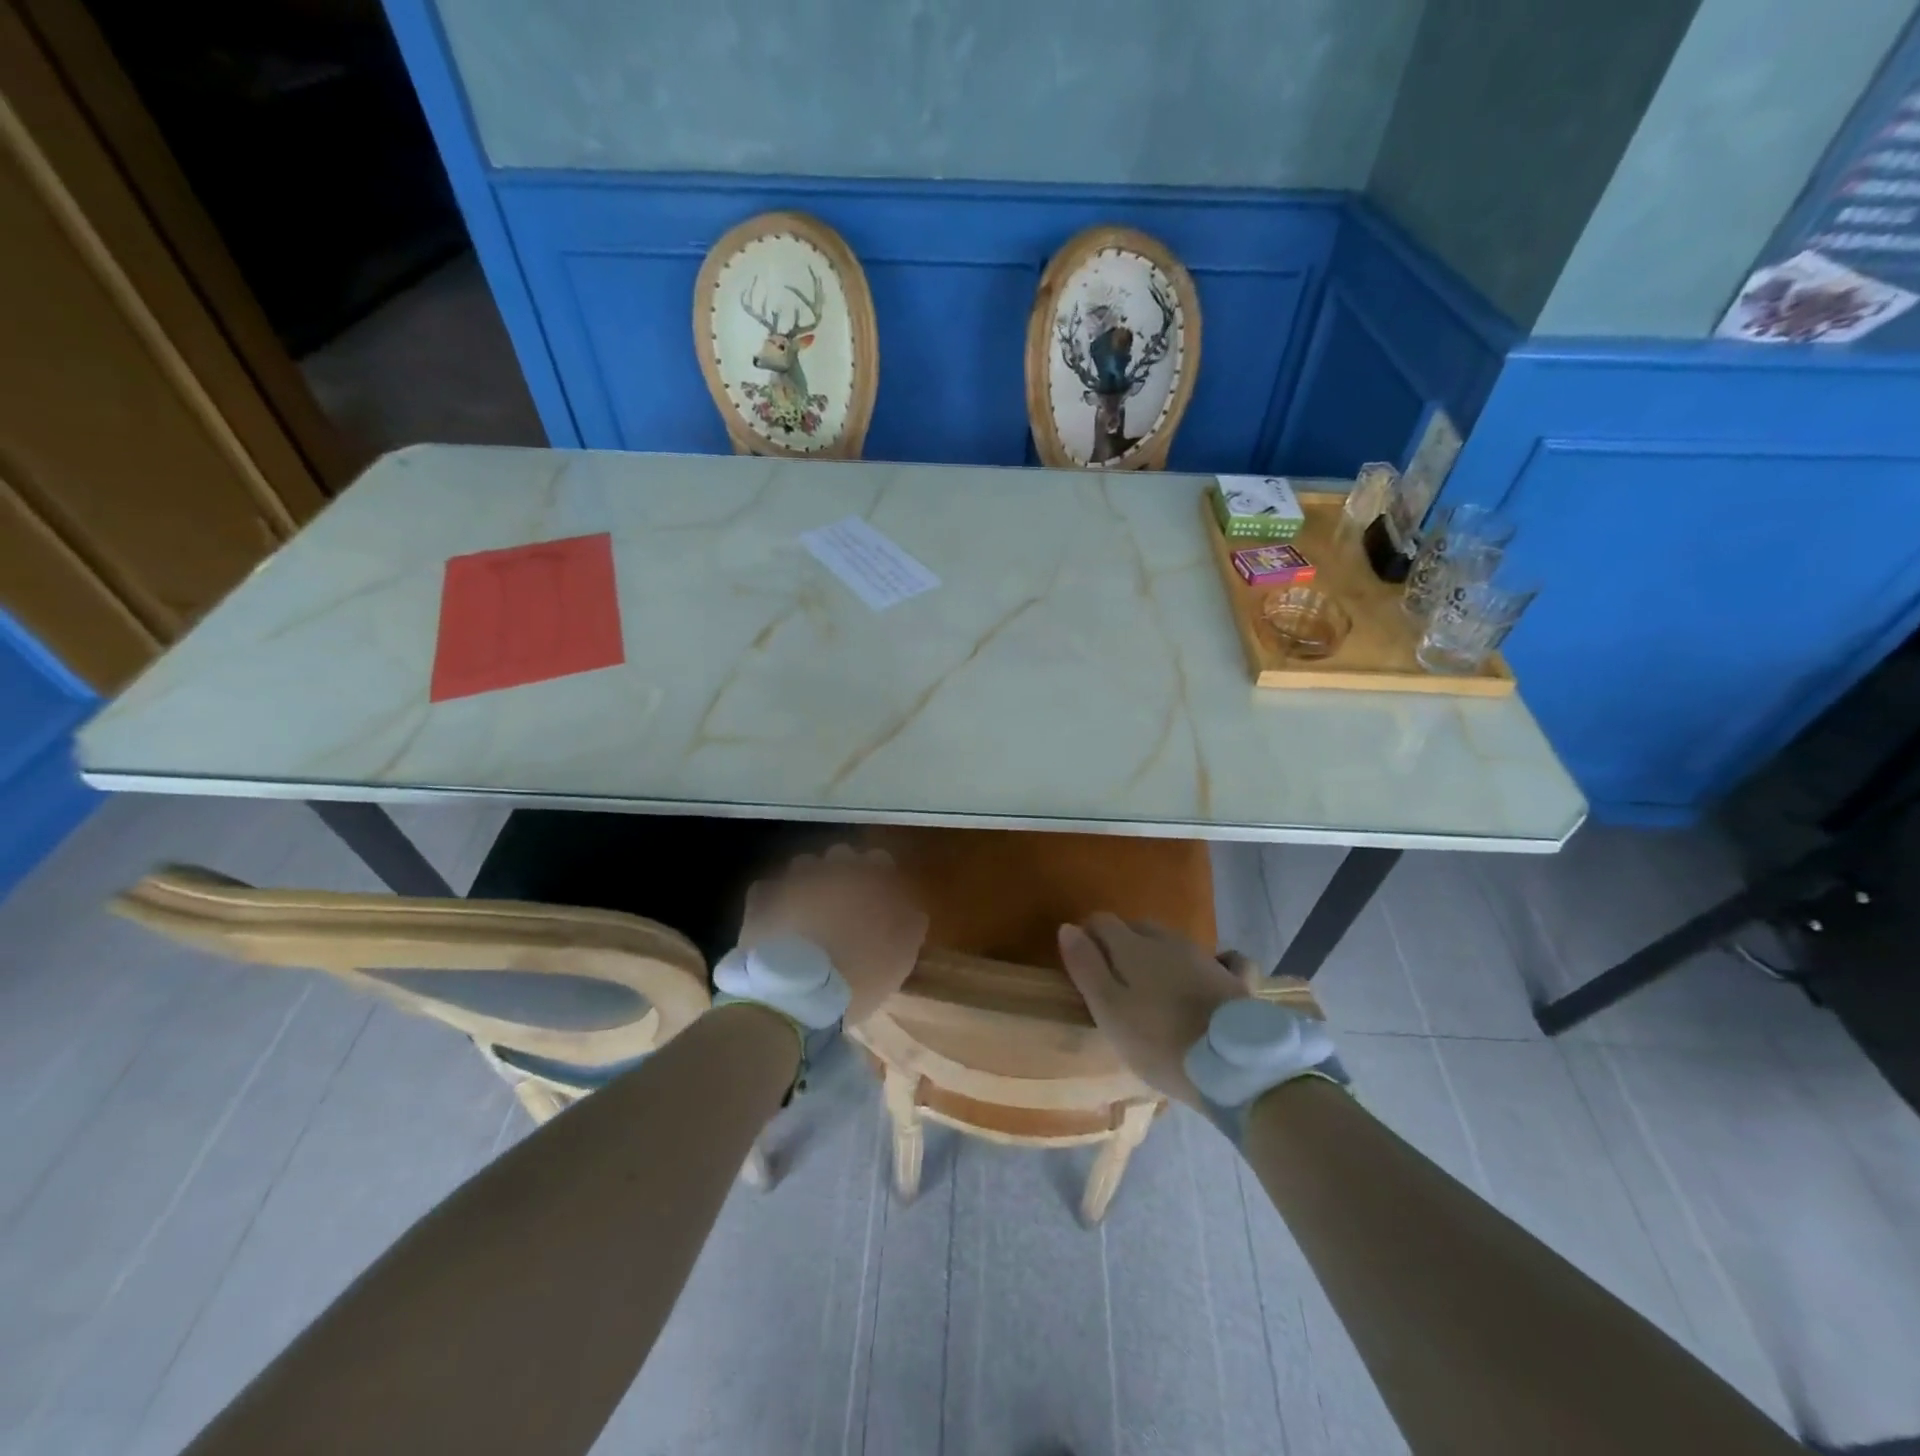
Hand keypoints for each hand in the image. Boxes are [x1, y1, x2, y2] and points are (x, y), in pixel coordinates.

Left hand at [739, 845, 928, 1025]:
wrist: (797, 995)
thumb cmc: (860, 974)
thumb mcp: (903, 954)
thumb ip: (909, 922)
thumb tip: (908, 910)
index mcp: (870, 875)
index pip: (880, 860)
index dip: (879, 881)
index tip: (879, 904)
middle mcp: (832, 866)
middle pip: (842, 857)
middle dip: (843, 876)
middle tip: (845, 910)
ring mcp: (793, 878)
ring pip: (805, 868)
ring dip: (809, 885)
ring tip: (809, 918)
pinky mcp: (762, 896)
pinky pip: (771, 890)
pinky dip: (776, 902)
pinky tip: (781, 926)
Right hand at [1057, 914, 1252, 1107]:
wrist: (1232, 1065)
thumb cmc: (1158, 1041)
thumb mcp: (1109, 1010)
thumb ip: (1086, 967)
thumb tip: (1067, 927)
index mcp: (1134, 946)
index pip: (1102, 921)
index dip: (1088, 936)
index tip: (1082, 963)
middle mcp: (1169, 941)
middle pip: (1138, 928)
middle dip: (1122, 943)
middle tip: (1116, 979)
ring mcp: (1206, 958)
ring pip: (1175, 943)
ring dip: (1160, 954)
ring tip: (1155, 986)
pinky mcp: (1237, 980)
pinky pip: (1225, 960)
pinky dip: (1215, 963)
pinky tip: (1213, 974)